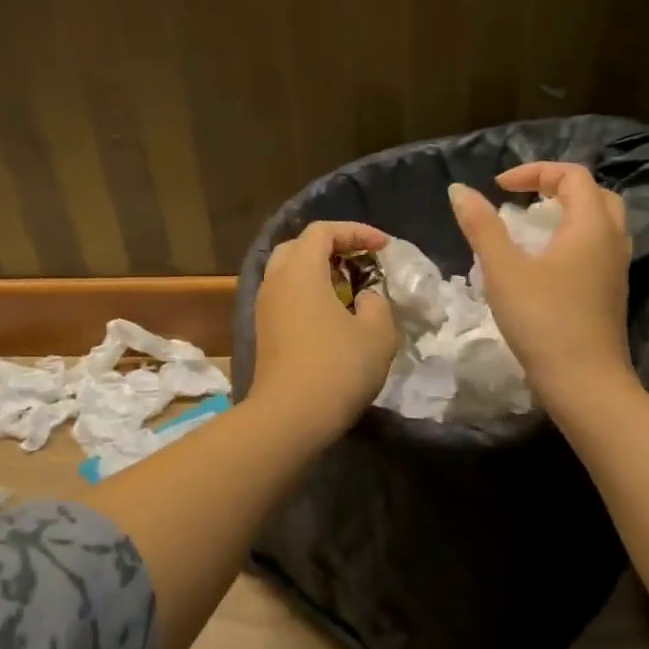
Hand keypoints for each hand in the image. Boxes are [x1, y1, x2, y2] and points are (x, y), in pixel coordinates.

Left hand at [250, 221, 397, 439]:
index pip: (323, 231)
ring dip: (319, 272)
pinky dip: (309, 294)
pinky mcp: (265, 332)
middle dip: (332, 247)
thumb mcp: (377, 332)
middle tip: (361, 261)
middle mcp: (275, 281)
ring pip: (289, 273)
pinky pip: (286, 297)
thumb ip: (377, 304)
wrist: (290, 417)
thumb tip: (364, 298)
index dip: (356, 231)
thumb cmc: (337, 367)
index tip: (383, 247)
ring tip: (350, 289)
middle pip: (299, 247)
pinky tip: (333, 316)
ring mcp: (265, 308)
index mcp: (300, 270)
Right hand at [449, 162, 635, 400]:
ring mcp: (616, 269)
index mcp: (591, 225)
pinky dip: (572, 238)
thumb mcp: (503, 269)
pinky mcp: (611, 293)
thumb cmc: (543, 320)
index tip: (498, 188)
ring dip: (567, 213)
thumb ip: (482, 226)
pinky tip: (544, 262)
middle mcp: (612, 240)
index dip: (534, 172)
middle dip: (556, 187)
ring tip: (530, 227)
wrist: (585, 383)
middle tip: (522, 199)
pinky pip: (596, 248)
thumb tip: (459, 190)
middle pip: (594, 194)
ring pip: (599, 222)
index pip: (572, 175)